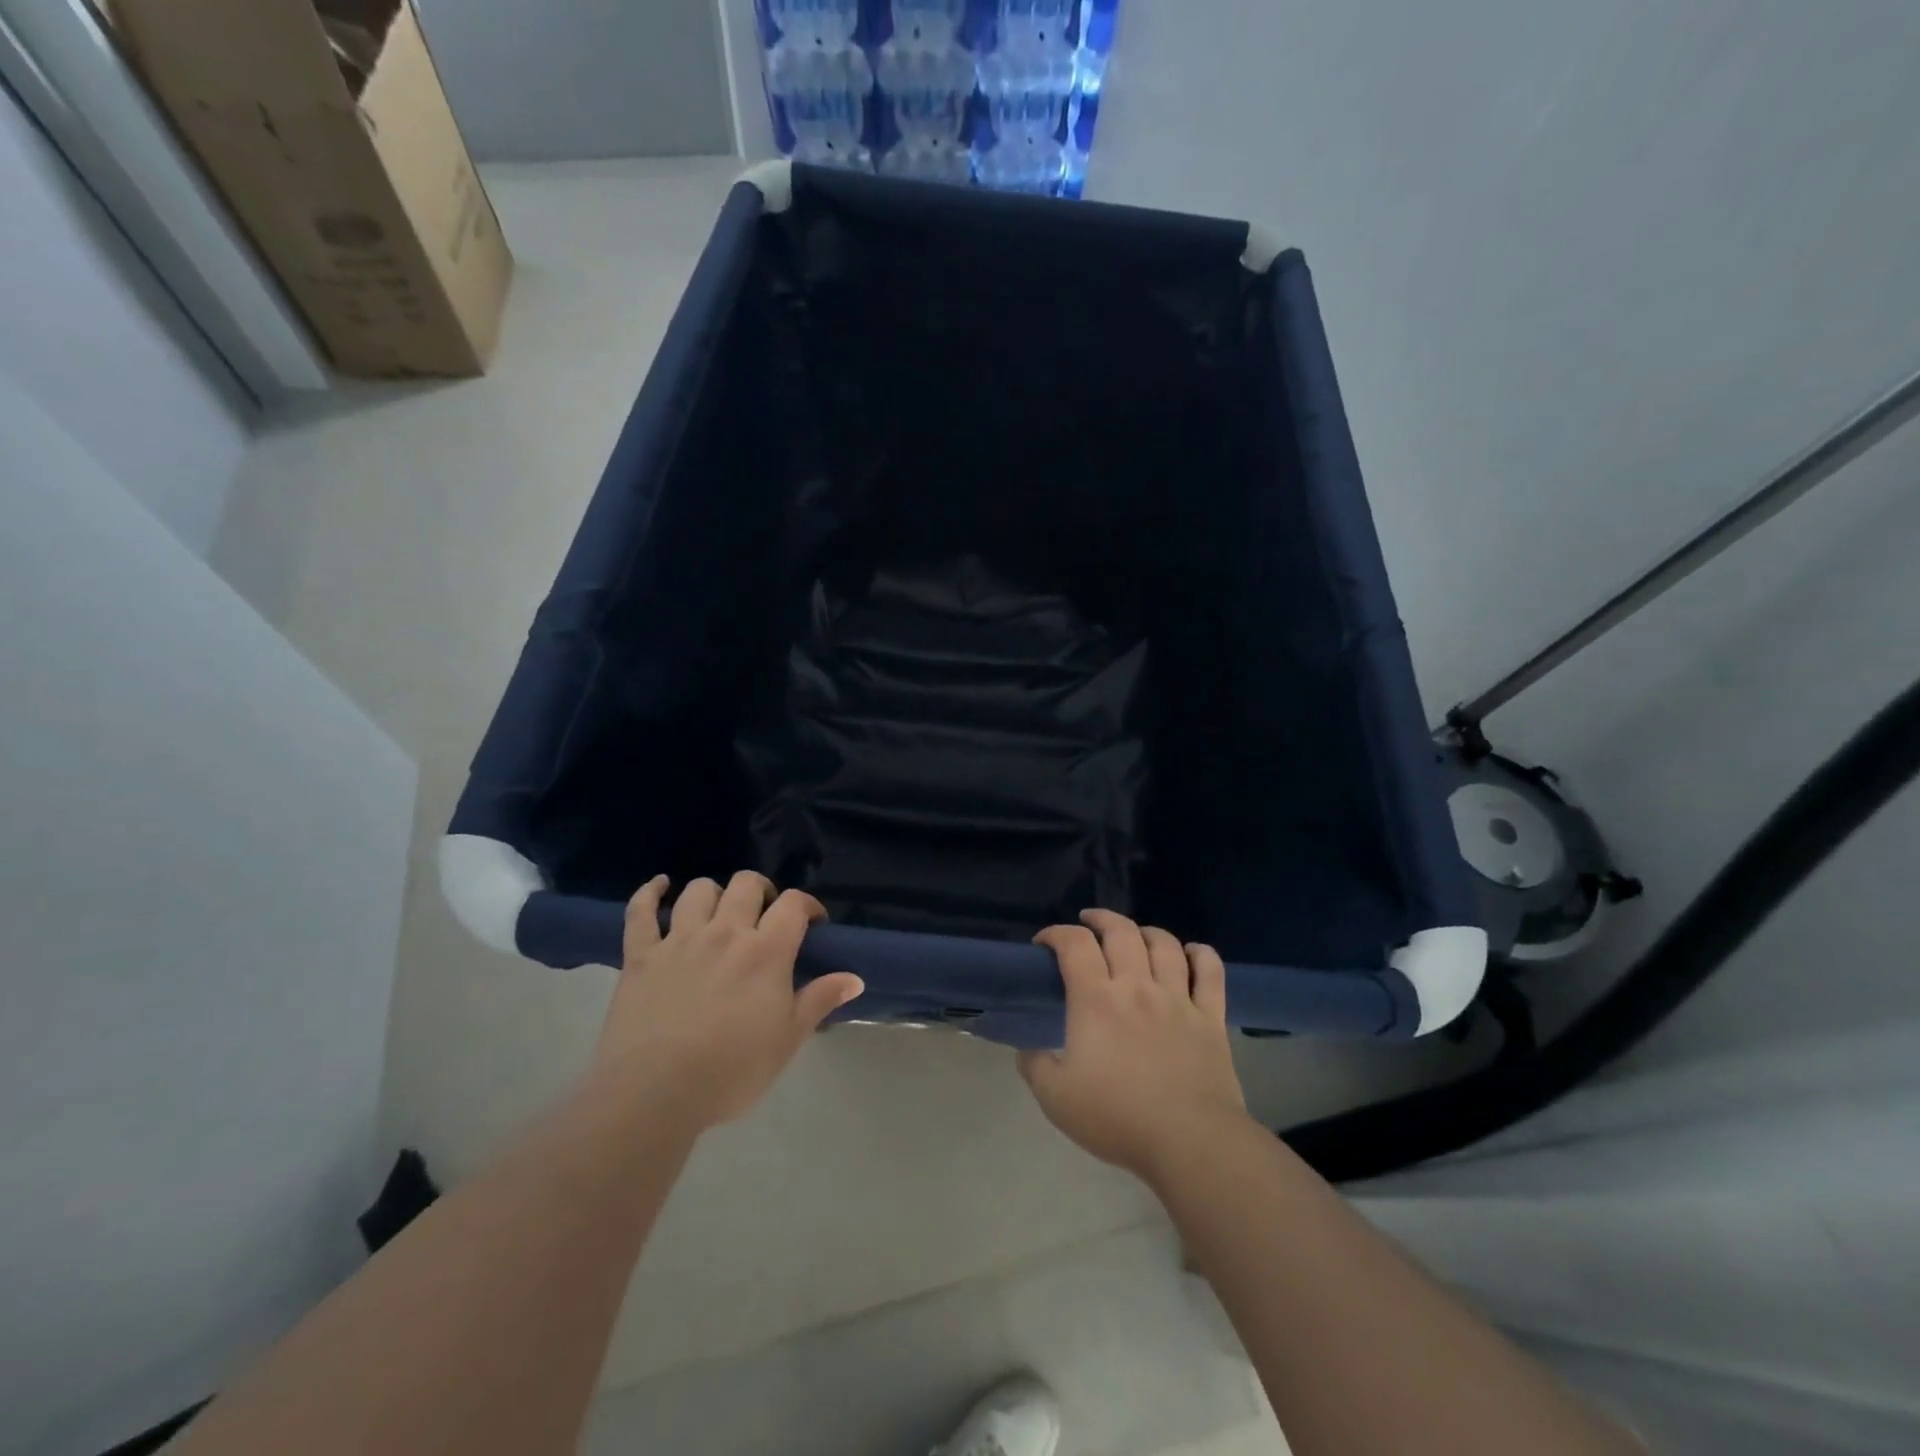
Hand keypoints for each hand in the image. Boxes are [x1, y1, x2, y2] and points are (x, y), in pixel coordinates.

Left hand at [587, 872, 864, 1130]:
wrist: (655, 1093)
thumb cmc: (732, 1071)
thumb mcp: (788, 1040)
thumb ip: (819, 1000)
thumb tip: (855, 978)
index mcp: (766, 951)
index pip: (793, 904)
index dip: (807, 905)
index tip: (812, 922)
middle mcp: (725, 933)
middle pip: (747, 885)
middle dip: (762, 891)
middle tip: (765, 915)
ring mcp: (679, 940)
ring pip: (699, 891)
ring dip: (714, 893)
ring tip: (719, 911)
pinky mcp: (640, 956)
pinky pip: (641, 911)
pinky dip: (650, 893)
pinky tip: (660, 886)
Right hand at [1018, 910, 1248, 1183]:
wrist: (1190, 1141)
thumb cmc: (1118, 1118)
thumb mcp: (1056, 1099)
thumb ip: (1035, 1067)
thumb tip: (1025, 1049)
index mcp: (1096, 1000)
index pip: (1074, 944)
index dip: (1056, 933)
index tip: (1045, 942)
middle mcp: (1137, 986)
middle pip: (1121, 931)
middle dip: (1100, 918)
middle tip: (1088, 923)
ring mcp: (1177, 998)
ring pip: (1164, 943)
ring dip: (1146, 931)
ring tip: (1135, 936)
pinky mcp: (1210, 1017)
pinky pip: (1210, 971)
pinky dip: (1201, 954)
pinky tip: (1191, 953)